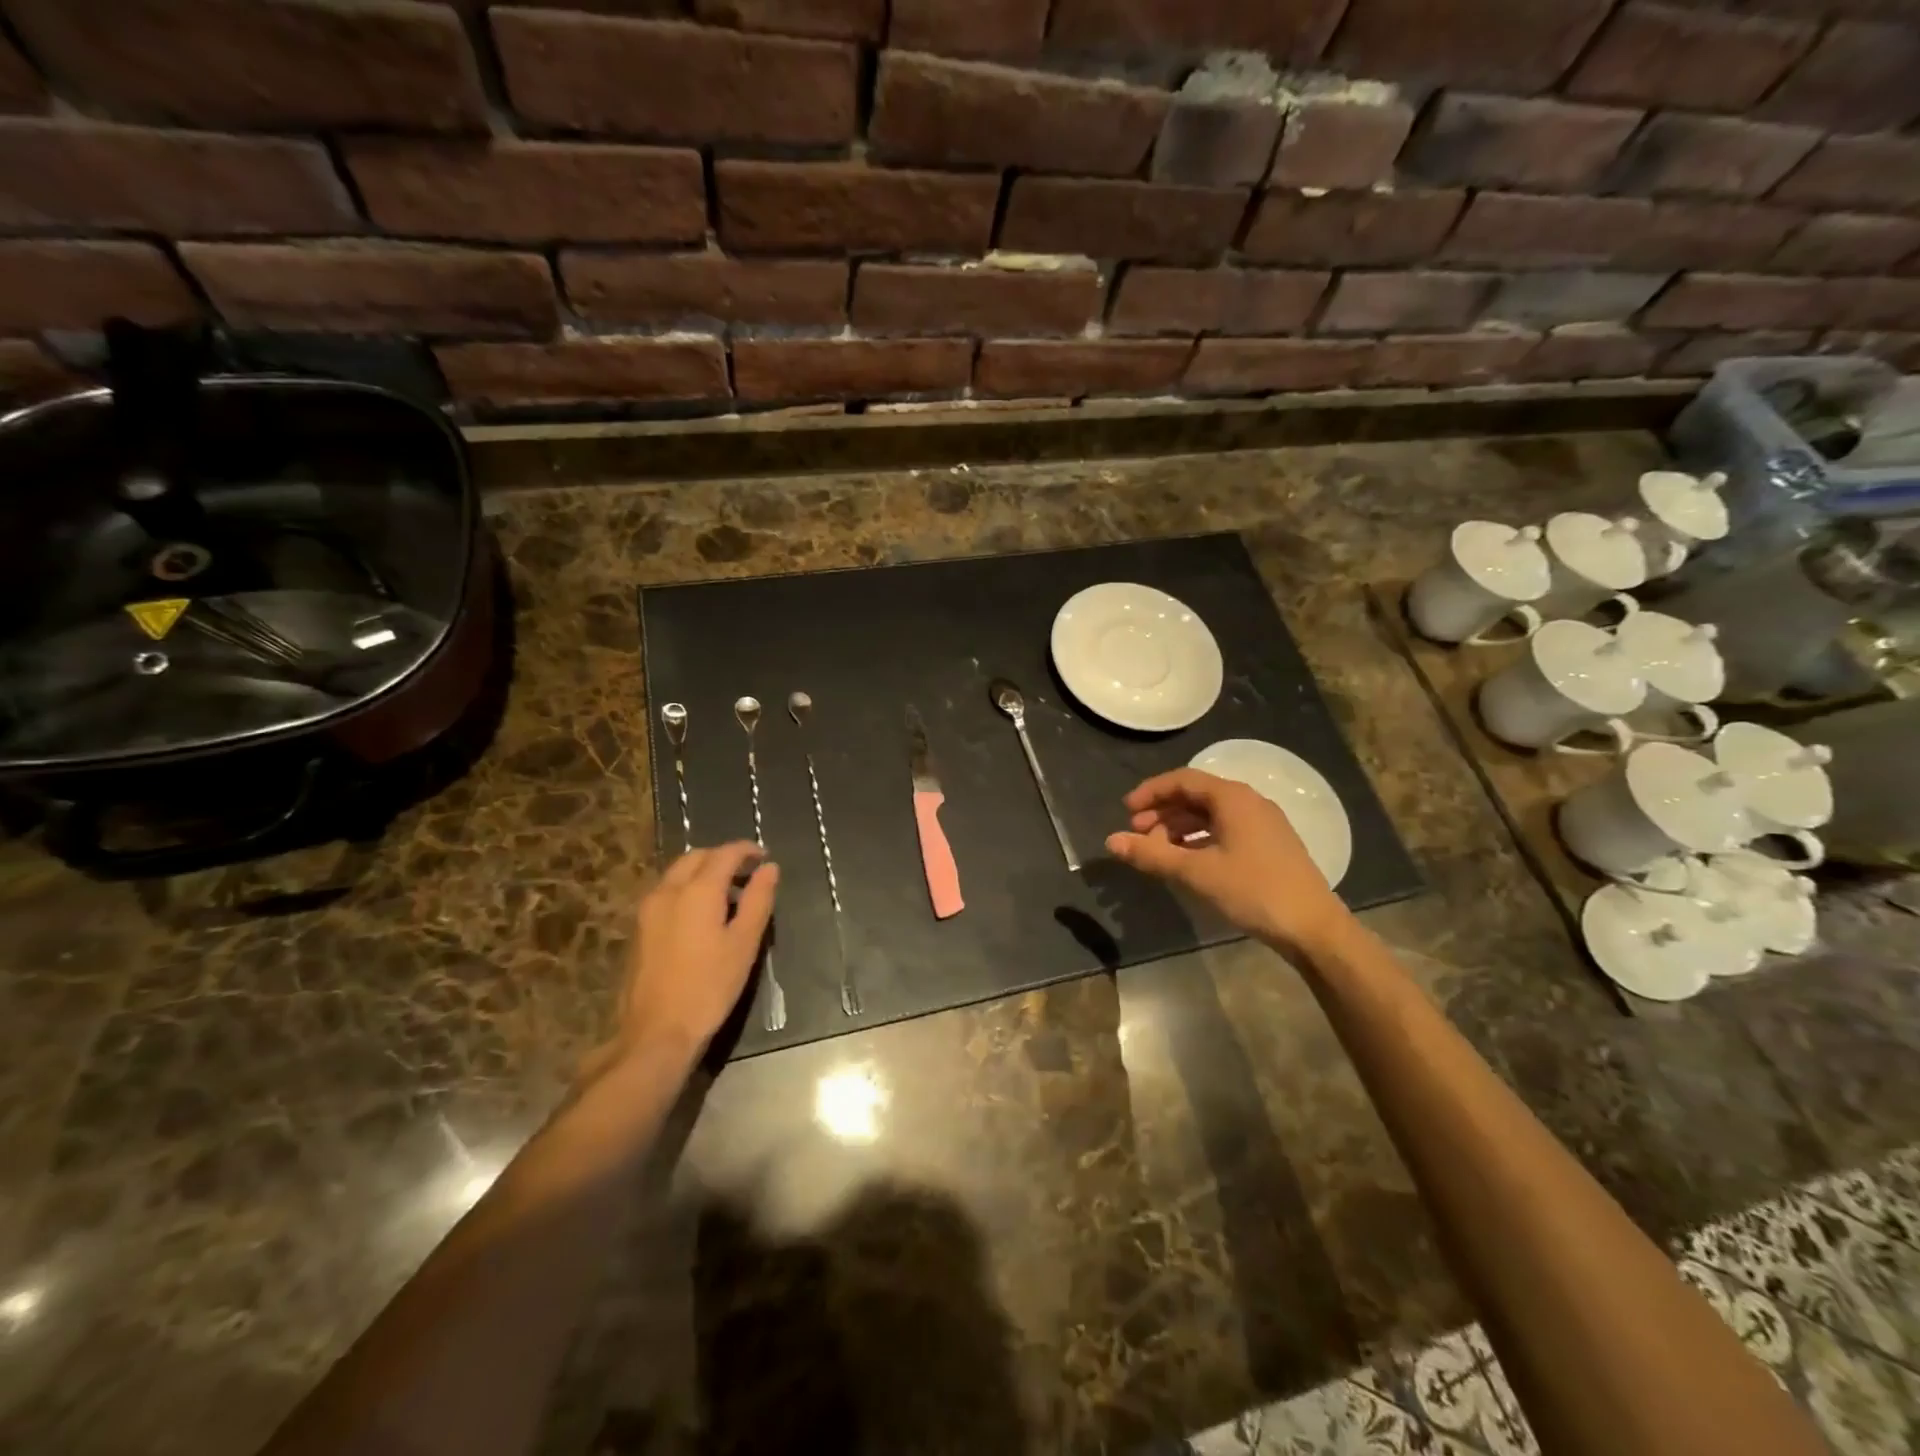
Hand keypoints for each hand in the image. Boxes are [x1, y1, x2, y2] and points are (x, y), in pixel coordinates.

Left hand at [604, 842, 778, 1067]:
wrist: (656, 1032)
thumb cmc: (709, 987)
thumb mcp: (744, 943)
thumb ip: (758, 900)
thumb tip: (769, 868)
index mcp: (697, 890)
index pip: (725, 854)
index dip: (747, 850)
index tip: (764, 857)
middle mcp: (668, 891)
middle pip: (697, 857)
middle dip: (722, 857)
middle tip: (747, 873)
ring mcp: (648, 909)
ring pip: (677, 873)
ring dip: (703, 872)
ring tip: (727, 894)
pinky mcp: (638, 929)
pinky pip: (666, 892)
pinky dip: (687, 889)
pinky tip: (701, 915)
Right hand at [1106, 768, 1349, 953]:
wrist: (1313, 928)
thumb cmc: (1253, 891)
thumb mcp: (1196, 873)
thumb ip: (1151, 855)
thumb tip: (1111, 841)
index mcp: (1233, 798)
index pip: (1182, 780)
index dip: (1150, 792)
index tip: (1126, 811)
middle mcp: (1249, 802)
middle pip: (1196, 796)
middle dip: (1162, 813)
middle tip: (1137, 835)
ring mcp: (1263, 823)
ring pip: (1210, 815)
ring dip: (1179, 828)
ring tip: (1157, 851)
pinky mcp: (1269, 845)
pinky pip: (1225, 830)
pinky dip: (1199, 839)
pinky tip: (1187, 861)